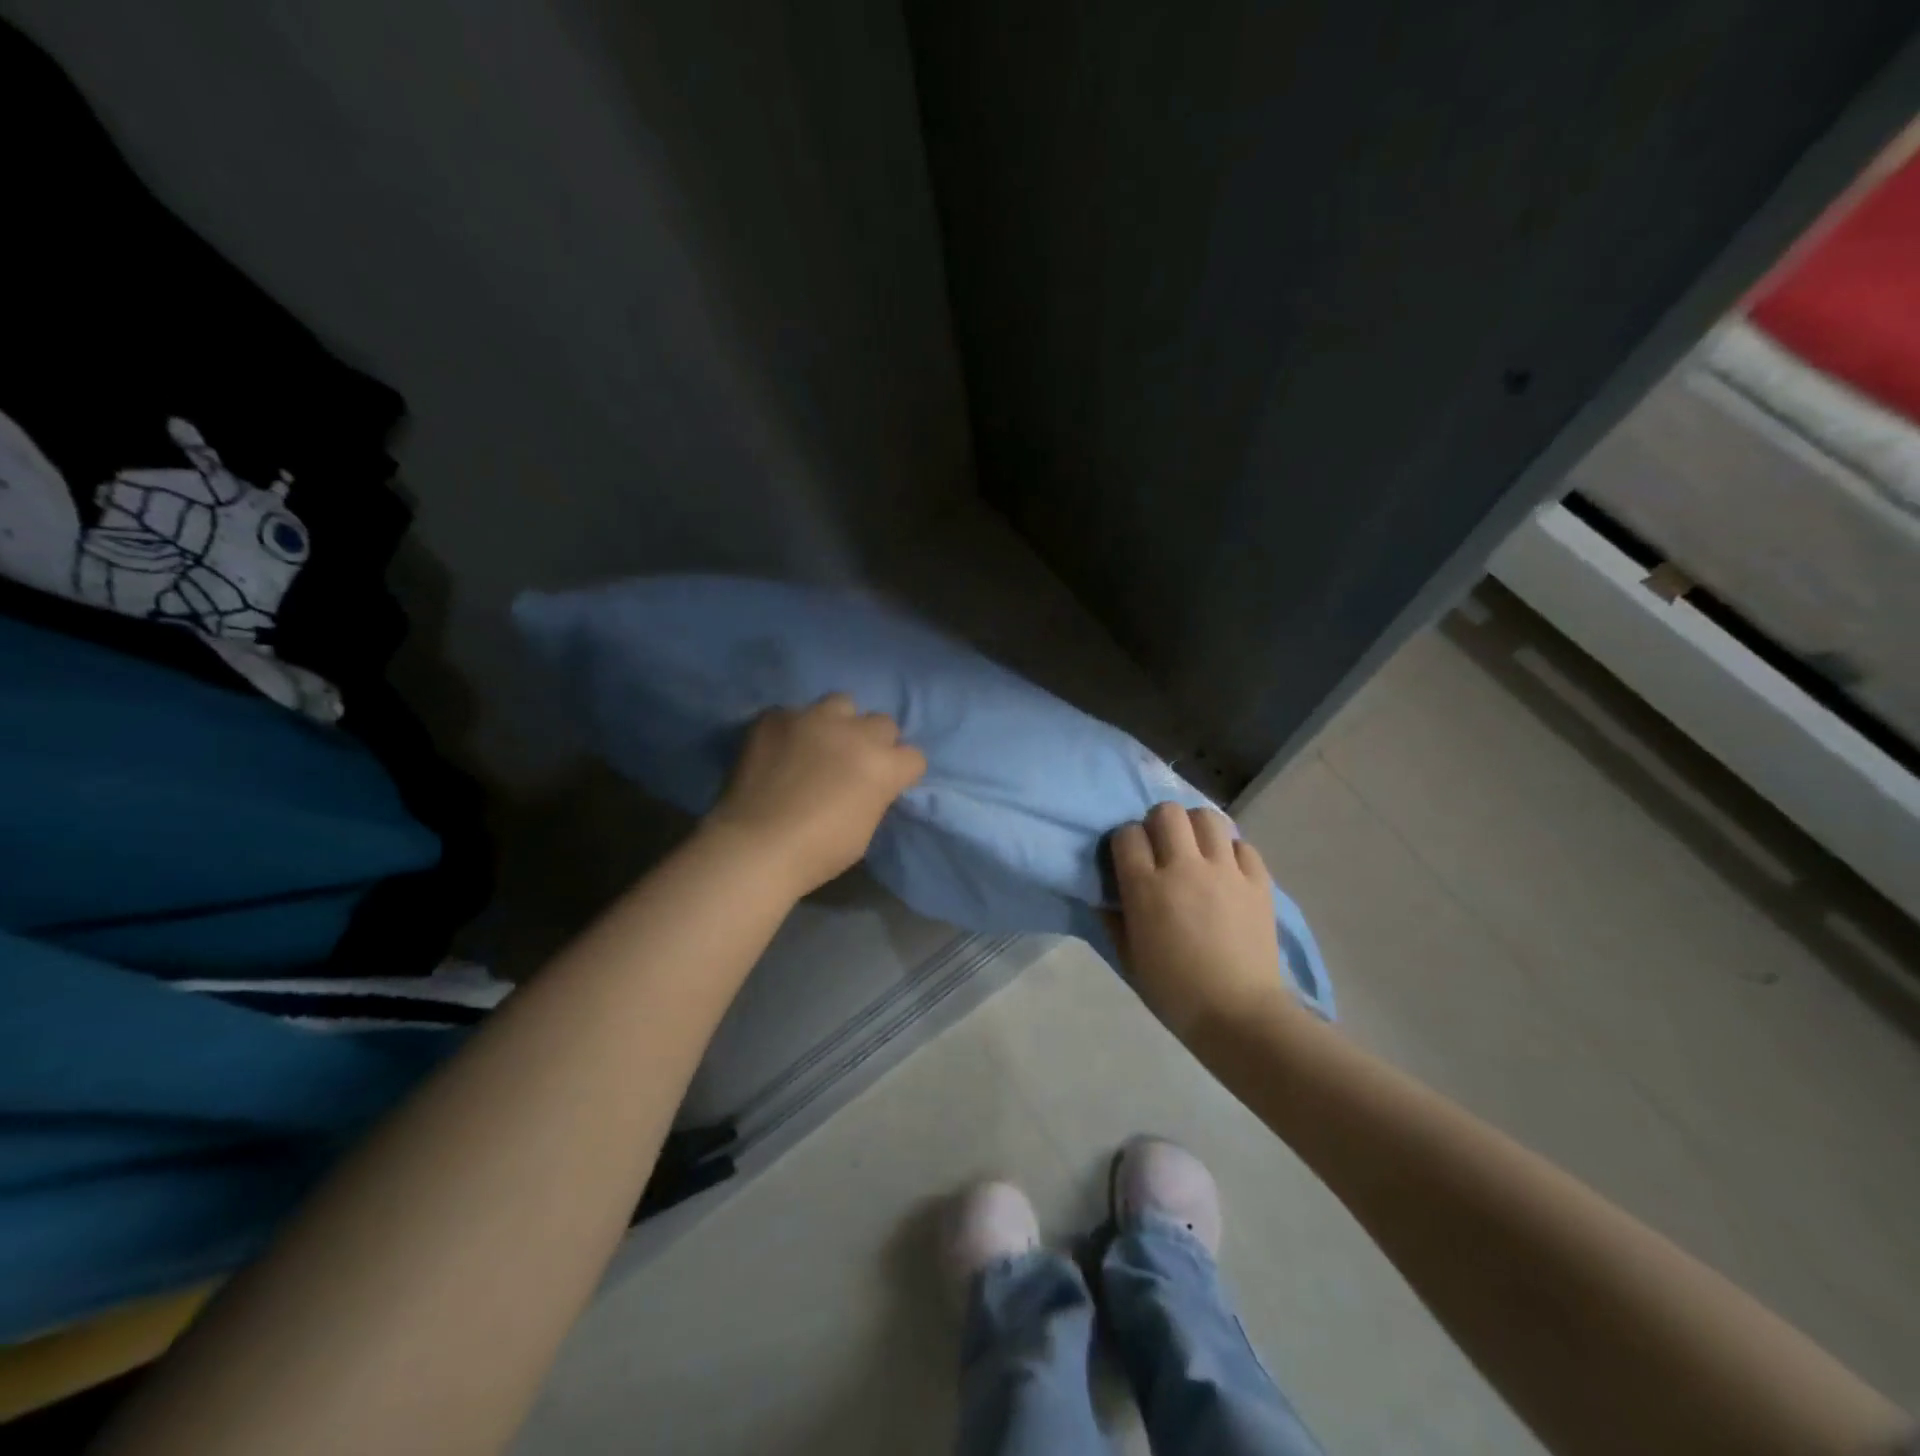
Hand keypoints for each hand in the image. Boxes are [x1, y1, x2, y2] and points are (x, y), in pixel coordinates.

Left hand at [705, 694, 926, 895]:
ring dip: (838, 722)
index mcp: (883, 765)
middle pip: (883, 723)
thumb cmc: (816, 852)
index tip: (887, 786)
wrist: (754, 847)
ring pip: (841, 703)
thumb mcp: (864, 829)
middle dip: (874, 742)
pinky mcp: (776, 717)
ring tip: (819, 743)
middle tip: (854, 764)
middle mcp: (855, 732)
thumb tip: (868, 784)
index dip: (902, 773)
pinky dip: (792, 730)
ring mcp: (813, 719)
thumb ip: (874, 795)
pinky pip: (793, 713)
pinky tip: (779, 751)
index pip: (914, 757)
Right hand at [1108, 803, 1298, 1039]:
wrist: (1238, 1014)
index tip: (1128, 858)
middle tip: (1161, 848)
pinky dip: (1231, 851)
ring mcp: (1225, 871)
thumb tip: (1105, 893)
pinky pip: (1242, 845)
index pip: (1126, 834)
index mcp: (1147, 887)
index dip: (1124, 841)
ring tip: (1195, 849)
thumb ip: (1112, 917)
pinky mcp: (1258, 881)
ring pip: (1207, 817)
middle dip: (1158, 823)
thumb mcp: (1128, 957)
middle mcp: (1185, 868)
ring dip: (1195, 827)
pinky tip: (1226, 870)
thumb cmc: (1174, 991)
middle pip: (1167, 812)